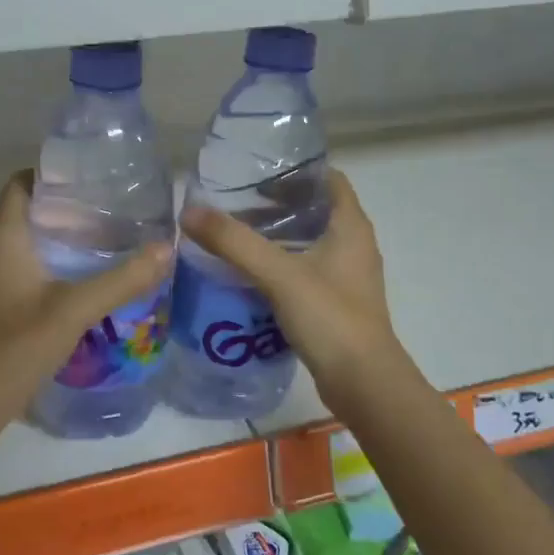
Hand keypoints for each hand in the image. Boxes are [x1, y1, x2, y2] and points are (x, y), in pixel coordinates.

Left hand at [0, 172, 172, 420]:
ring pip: (21, 240)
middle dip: (64, 208)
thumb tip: (166, 248)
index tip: (94, 180)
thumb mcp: (76, 308)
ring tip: (102, 240)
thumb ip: (123, 278)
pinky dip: (45, 261)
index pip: (22, 182)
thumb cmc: (18, 343)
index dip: (55, 175)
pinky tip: (78, 277)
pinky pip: (17, 264)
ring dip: (56, 236)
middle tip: (110, 211)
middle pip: (25, 210)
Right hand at [180, 169, 411, 412]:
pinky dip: (280, 266)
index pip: (329, 179)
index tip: (257, 173)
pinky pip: (306, 272)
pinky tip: (249, 276)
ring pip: (310, 243)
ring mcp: (347, 277)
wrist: (364, 383)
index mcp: (351, 227)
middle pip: (316, 210)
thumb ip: (234, 242)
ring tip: (236, 236)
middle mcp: (354, 246)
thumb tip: (189, 212)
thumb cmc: (330, 318)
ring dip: (277, 236)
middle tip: (235, 204)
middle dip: (278, 204)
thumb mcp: (279, 274)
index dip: (296, 171)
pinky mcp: (337, 304)